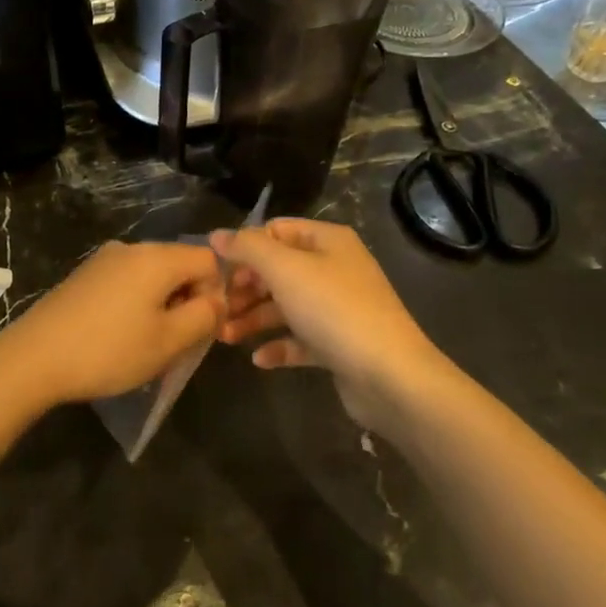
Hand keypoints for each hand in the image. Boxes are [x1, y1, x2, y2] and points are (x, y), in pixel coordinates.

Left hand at [0, 241, 226, 407]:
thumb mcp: (169, 341)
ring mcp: (103, 260)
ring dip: (161, 305)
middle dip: (187, 300)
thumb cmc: (109, 350)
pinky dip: (135, 304)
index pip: (208, 259)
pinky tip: (119, 336)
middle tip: (176, 342)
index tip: (201, 329)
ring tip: (147, 344)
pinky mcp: (83, 276)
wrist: (34, 357)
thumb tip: (216, 300)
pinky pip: (126, 282)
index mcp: (156, 257)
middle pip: (178, 265)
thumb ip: (204, 316)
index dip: (215, 293)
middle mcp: (131, 248)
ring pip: (151, 276)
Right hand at [211, 219, 448, 433]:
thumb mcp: (285, 269)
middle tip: (216, 306)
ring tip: (224, 336)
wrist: (389, 376)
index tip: (217, 270)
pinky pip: (300, 339)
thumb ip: (247, 248)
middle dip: (244, 287)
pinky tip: (259, 359)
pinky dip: (278, 345)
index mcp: (327, 241)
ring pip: (285, 306)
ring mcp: (338, 308)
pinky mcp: (338, 345)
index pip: (276, 230)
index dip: (245, 247)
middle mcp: (335, 269)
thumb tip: (217, 235)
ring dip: (253, 318)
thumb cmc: (334, 310)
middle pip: (278, 270)